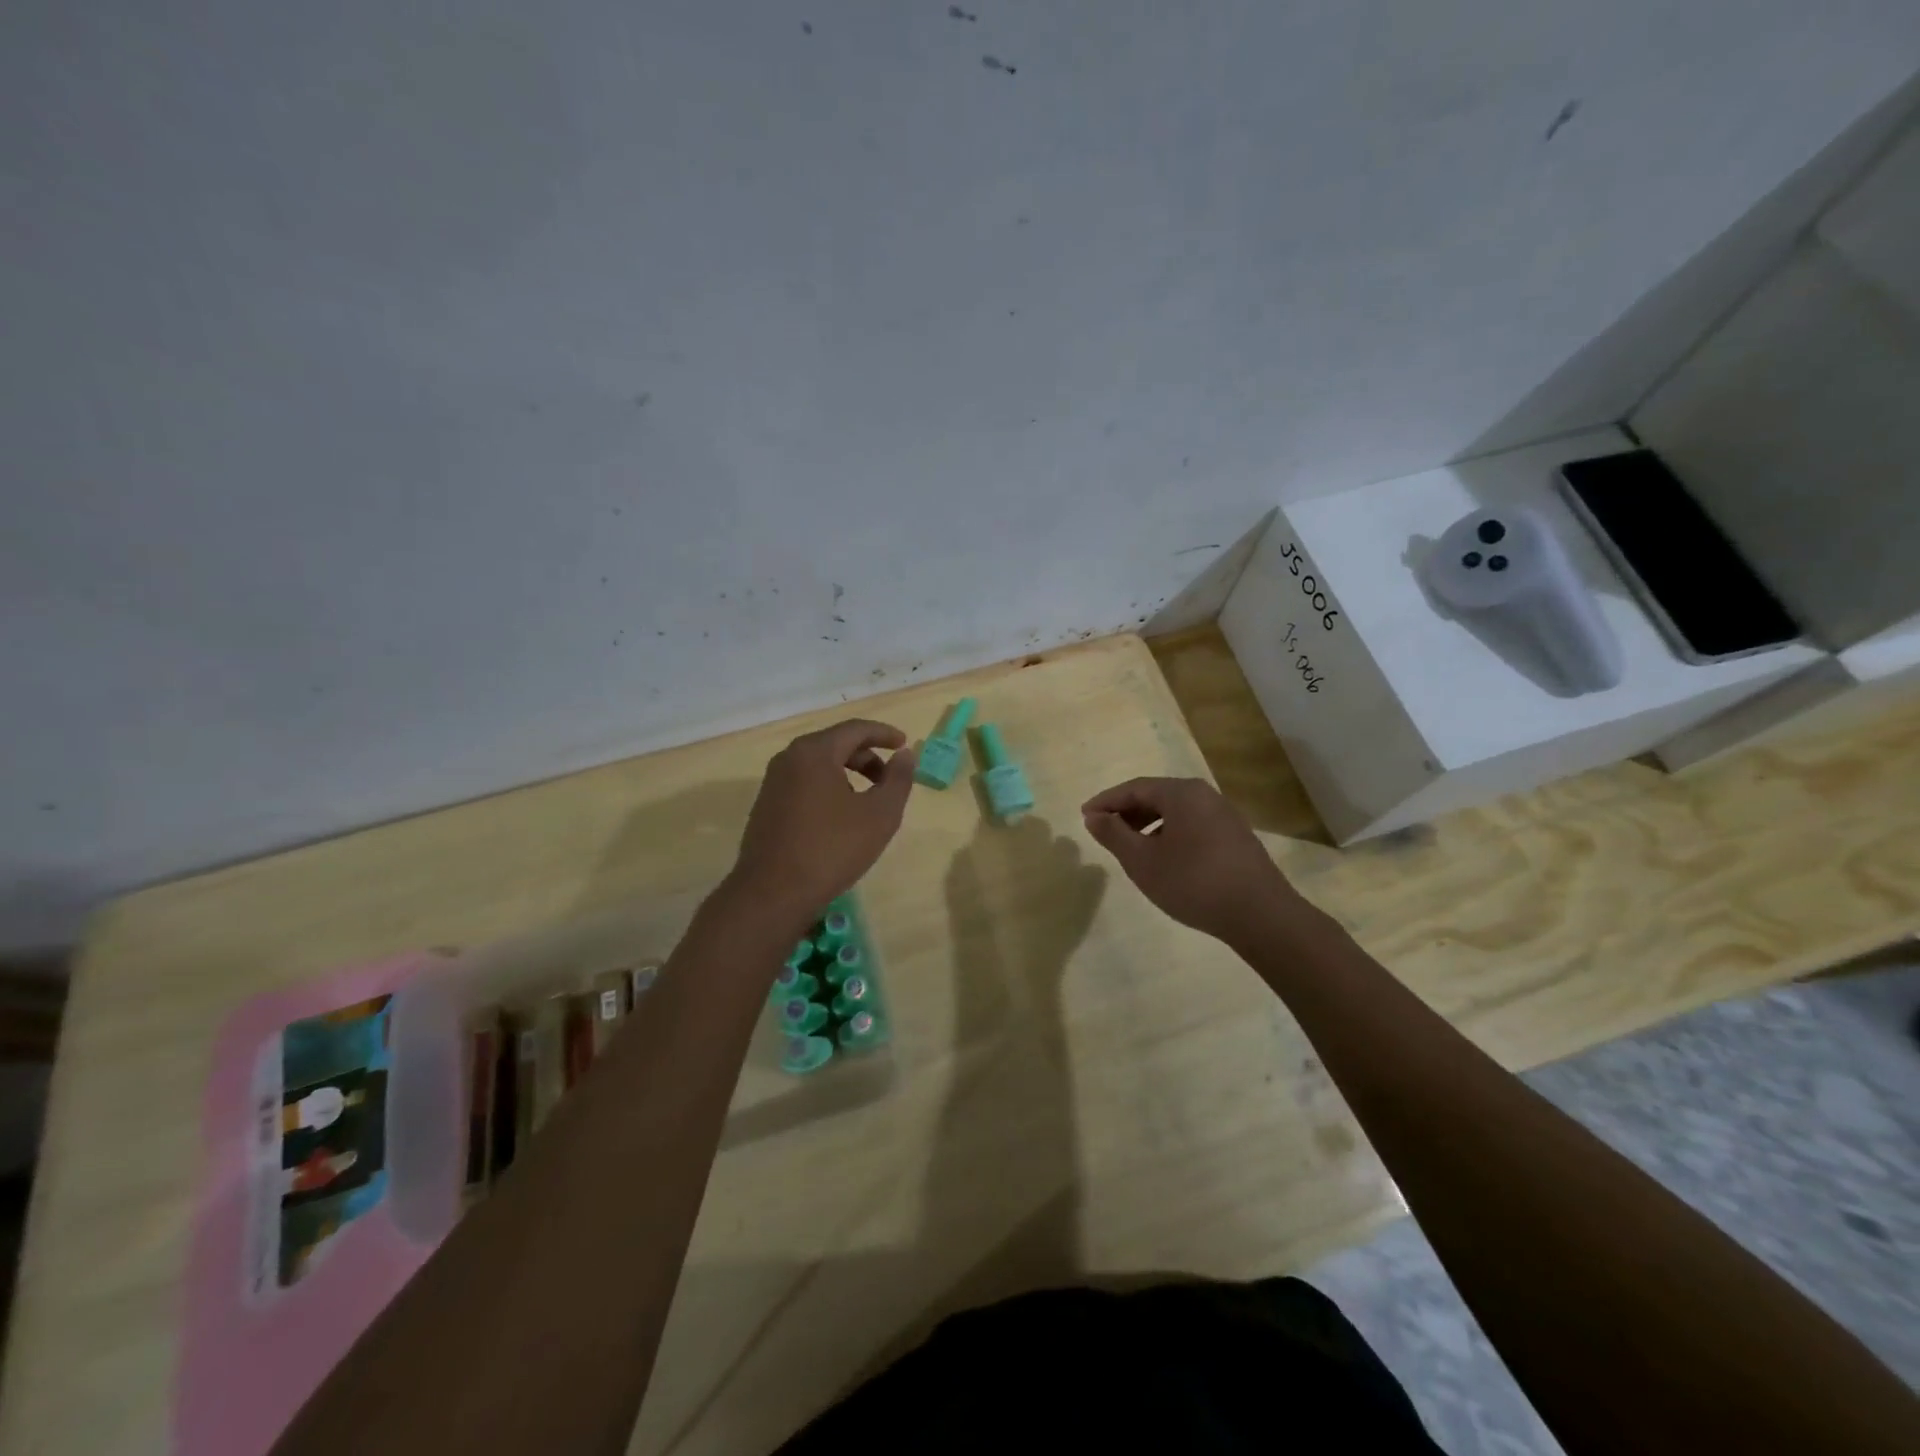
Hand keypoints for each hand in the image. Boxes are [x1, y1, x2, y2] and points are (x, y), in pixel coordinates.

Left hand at [728, 719, 917, 923]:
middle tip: (890, 778)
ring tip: (868, 800)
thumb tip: (905, 754)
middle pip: (835, 744)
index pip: (855, 729)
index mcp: (814, 752)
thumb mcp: (880, 815)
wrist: (772, 894)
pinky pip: (804, 783)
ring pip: (819, 764)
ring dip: (848, 773)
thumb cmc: (832, 849)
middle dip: (868, 756)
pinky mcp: (766, 805)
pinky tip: (841, 817)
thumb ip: (898, 779)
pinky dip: (829, 787)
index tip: (905, 744)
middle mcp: (789, 758)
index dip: (884, 734)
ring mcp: (773, 782)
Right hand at [1081, 777, 1307, 943]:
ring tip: (1130, 847)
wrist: (1259, 914)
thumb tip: (1093, 816)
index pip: (1134, 788)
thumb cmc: (1192, 882)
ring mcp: (1225, 816)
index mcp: (1181, 793)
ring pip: (1176, 812)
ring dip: (1148, 824)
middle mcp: (1205, 795)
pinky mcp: (1236, 837)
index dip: (1106, 801)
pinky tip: (1164, 859)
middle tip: (1104, 831)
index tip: (1084, 816)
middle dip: (1127, 812)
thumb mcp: (1142, 860)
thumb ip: (1113, 834)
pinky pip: (1193, 825)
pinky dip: (1170, 834)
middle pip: (1156, 796)